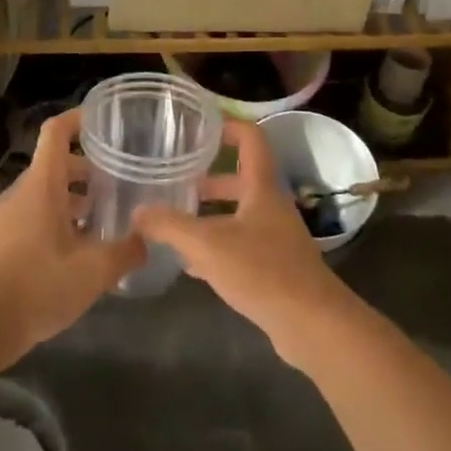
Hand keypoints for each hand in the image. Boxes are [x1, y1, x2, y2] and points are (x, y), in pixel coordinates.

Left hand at [0, 108, 142, 351]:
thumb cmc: (39, 286)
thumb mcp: (94, 271)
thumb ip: (126, 251)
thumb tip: (148, 239)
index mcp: (41, 185)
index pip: (56, 132)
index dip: (78, 119)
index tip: (104, 120)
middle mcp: (22, 193)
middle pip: (55, 164)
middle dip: (87, 168)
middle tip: (118, 180)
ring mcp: (7, 218)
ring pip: (45, 193)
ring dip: (73, 198)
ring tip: (104, 217)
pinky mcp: (0, 242)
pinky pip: (33, 216)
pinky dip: (57, 219)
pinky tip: (78, 249)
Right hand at [132, 118, 352, 361]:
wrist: (311, 323)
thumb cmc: (262, 270)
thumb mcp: (208, 245)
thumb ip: (171, 226)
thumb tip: (138, 211)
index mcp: (262, 187)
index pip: (251, 139)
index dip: (228, 127)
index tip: (200, 128)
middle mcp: (271, 206)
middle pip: (240, 179)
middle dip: (209, 179)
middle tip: (176, 180)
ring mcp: (276, 237)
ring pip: (239, 214)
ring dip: (211, 214)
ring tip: (175, 220)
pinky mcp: (275, 268)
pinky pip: (241, 246)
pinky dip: (217, 247)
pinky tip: (191, 264)